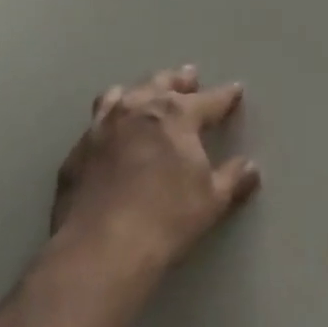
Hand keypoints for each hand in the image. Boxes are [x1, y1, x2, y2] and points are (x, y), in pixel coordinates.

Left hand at [50, 66, 259, 271]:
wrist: (100, 249)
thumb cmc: (167, 219)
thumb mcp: (212, 201)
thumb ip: (232, 179)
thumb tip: (250, 168)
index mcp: (176, 114)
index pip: (209, 99)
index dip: (226, 95)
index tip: (235, 90)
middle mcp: (138, 109)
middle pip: (162, 83)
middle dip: (179, 80)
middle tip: (189, 77)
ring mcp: (102, 127)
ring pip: (120, 95)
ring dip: (138, 93)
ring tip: (144, 95)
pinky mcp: (77, 152)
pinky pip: (96, 125)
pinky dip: (109, 124)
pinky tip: (112, 137)